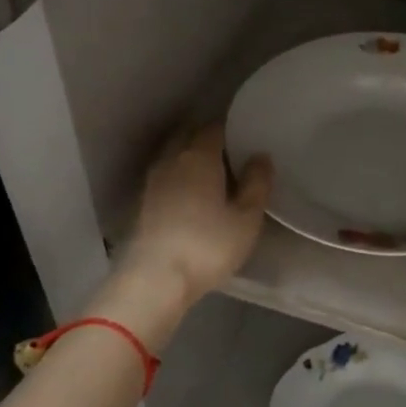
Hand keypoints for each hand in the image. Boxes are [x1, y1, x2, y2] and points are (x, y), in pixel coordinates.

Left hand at [122, 123, 272, 306]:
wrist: (156, 279)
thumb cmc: (208, 245)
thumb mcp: (246, 218)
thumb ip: (257, 184)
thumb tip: (261, 157)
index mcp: (199, 156)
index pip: (214, 128)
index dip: (230, 127)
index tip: (246, 133)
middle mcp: (172, 160)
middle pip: (189, 136)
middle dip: (207, 137)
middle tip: (231, 148)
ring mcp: (154, 181)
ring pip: (174, 155)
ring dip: (191, 155)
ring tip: (214, 169)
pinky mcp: (144, 202)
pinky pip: (167, 175)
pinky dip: (180, 175)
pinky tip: (193, 191)